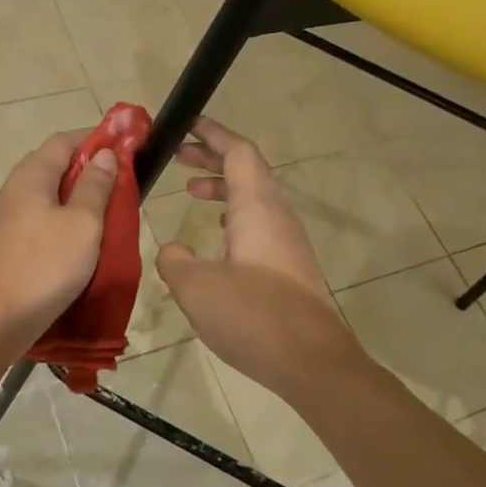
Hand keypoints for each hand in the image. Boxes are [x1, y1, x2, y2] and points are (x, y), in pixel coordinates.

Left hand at [0, 130, 117, 345]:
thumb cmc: (47, 265)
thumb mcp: (83, 223)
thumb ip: (95, 185)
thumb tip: (104, 153)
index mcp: (30, 176)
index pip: (63, 141)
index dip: (94, 139)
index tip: (123, 149)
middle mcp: (11, 189)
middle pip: (51, 165)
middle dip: (85, 169)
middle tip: (117, 184)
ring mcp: (2, 218)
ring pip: (43, 194)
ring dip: (72, 196)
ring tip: (101, 213)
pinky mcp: (1, 244)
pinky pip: (35, 218)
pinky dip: (58, 218)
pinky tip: (75, 239)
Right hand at [155, 118, 363, 395]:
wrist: (312, 362)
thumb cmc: (253, 315)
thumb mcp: (196, 286)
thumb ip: (175, 260)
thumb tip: (173, 250)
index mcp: (257, 207)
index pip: (238, 151)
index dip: (212, 134)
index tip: (187, 124)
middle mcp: (277, 215)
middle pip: (246, 170)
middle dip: (212, 158)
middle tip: (178, 156)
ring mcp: (287, 241)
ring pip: (253, 198)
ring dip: (222, 188)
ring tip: (191, 192)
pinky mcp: (289, 266)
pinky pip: (259, 223)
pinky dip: (233, 217)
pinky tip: (216, 239)